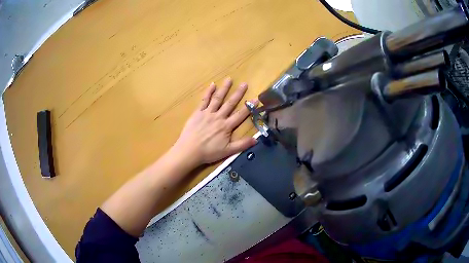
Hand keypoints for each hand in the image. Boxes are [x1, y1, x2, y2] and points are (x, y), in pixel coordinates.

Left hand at [172, 77, 257, 167]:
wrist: (189, 151)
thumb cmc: (208, 152)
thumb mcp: (227, 152)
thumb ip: (242, 145)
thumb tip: (256, 139)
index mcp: (226, 126)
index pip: (240, 115)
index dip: (249, 107)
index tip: (256, 98)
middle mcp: (218, 117)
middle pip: (230, 103)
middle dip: (238, 93)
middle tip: (244, 83)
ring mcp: (207, 113)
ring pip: (218, 99)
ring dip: (224, 89)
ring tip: (229, 79)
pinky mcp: (198, 112)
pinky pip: (204, 100)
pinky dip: (208, 92)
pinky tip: (212, 85)